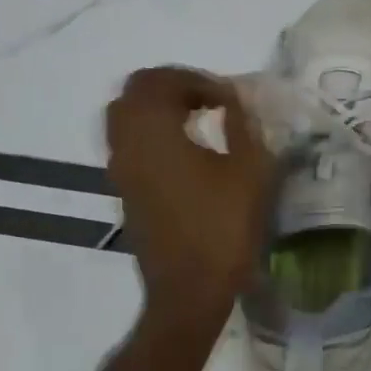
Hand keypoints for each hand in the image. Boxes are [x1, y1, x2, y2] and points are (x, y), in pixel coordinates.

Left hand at [106, 68, 276, 318]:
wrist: (188, 291)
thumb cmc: (223, 228)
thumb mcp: (249, 170)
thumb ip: (241, 124)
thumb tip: (233, 98)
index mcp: (154, 131)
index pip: (160, 80)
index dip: (196, 79)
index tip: (228, 97)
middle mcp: (127, 143)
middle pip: (135, 92)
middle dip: (173, 87)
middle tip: (210, 100)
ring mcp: (121, 169)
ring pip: (126, 117)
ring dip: (159, 109)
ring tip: (198, 122)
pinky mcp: (124, 190)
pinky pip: (129, 143)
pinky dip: (152, 133)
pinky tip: (186, 152)